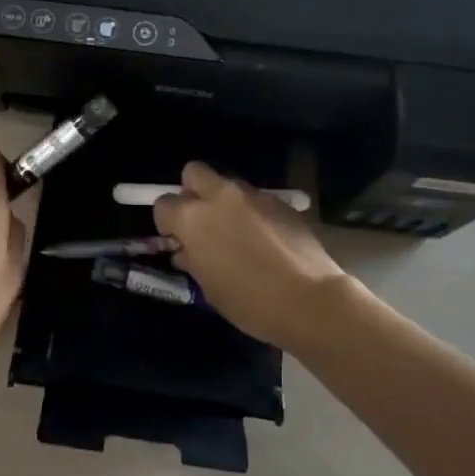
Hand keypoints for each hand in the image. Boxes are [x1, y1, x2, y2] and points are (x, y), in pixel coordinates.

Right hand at [153, 162, 349, 349]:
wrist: (310, 300)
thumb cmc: (250, 302)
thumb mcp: (210, 288)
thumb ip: (194, 260)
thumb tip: (187, 250)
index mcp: (194, 218)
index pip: (164, 204)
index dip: (167, 222)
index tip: (177, 239)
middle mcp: (220, 196)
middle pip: (194, 172)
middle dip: (192, 192)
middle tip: (202, 221)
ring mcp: (253, 195)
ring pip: (228, 185)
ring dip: (225, 202)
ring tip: (238, 234)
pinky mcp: (280, 201)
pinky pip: (256, 200)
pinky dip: (254, 213)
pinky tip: (266, 240)